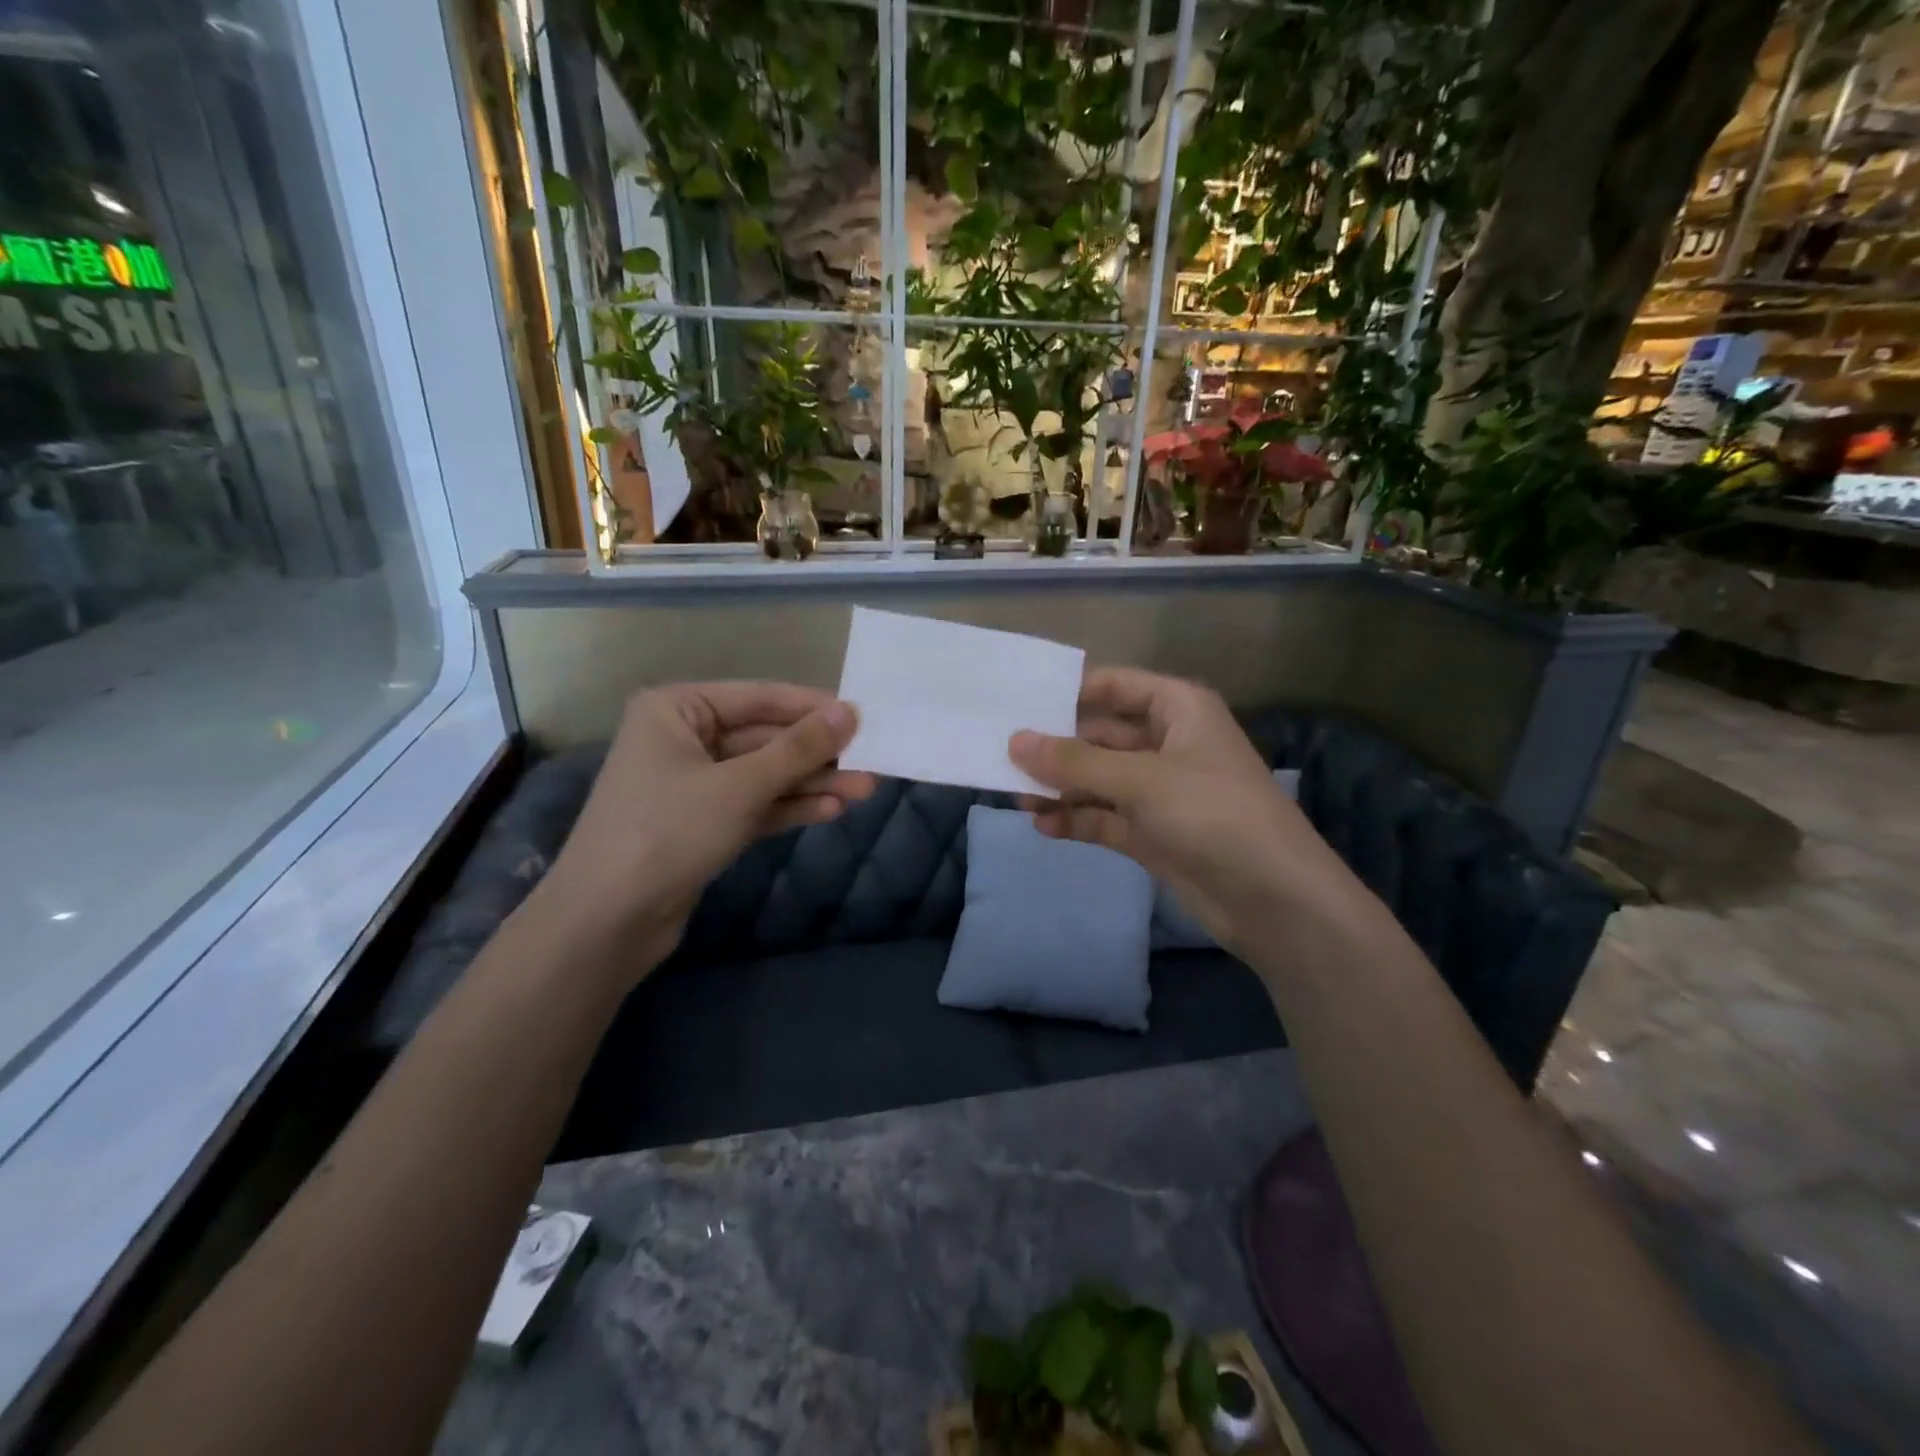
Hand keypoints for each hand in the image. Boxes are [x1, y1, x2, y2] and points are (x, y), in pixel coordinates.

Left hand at [545, 682, 875, 973]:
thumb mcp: (740, 785)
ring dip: (811, 783)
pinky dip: (789, 807)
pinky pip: (754, 803)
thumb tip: (851, 711)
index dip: (813, 708)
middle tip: (872, 762)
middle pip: (765, 738)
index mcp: (677, 709)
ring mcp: (693, 782)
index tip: (864, 717)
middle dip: (817, 755)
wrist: (607, 921)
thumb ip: (799, 748)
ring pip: (764, 774)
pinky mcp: (703, 822)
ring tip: (865, 791)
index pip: (760, 698)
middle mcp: (683, 737)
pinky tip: (831, 811)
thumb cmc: (668, 832)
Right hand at [1010, 668, 1351, 952]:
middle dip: (1055, 747)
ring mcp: (1159, 791)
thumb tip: (1015, 742)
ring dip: (1060, 787)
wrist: (1275, 901)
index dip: (1067, 692)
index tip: (1016, 702)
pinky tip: (1042, 825)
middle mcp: (1167, 743)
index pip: (1114, 686)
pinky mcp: (1153, 833)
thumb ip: (1074, 763)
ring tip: (1013, 793)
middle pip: (1100, 735)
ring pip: (1098, 779)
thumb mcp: (1141, 781)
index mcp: (1178, 710)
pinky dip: (1076, 819)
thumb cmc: (1213, 816)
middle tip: (1000, 754)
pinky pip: (1104, 817)